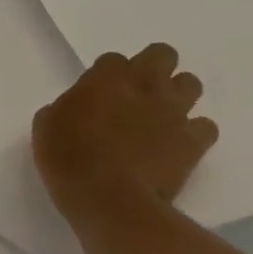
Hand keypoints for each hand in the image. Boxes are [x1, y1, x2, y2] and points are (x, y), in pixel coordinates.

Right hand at [32, 43, 218, 221]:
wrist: (108, 199)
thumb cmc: (67, 158)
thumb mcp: (47, 125)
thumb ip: (67, 106)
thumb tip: (78, 108)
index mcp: (105, 78)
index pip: (114, 59)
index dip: (108, 74)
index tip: (99, 92)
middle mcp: (144, 86)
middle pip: (162, 55)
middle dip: (153, 67)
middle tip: (138, 92)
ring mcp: (173, 112)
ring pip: (191, 83)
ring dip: (177, 95)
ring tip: (160, 116)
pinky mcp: (194, 142)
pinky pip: (205, 126)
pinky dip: (194, 132)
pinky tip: (177, 145)